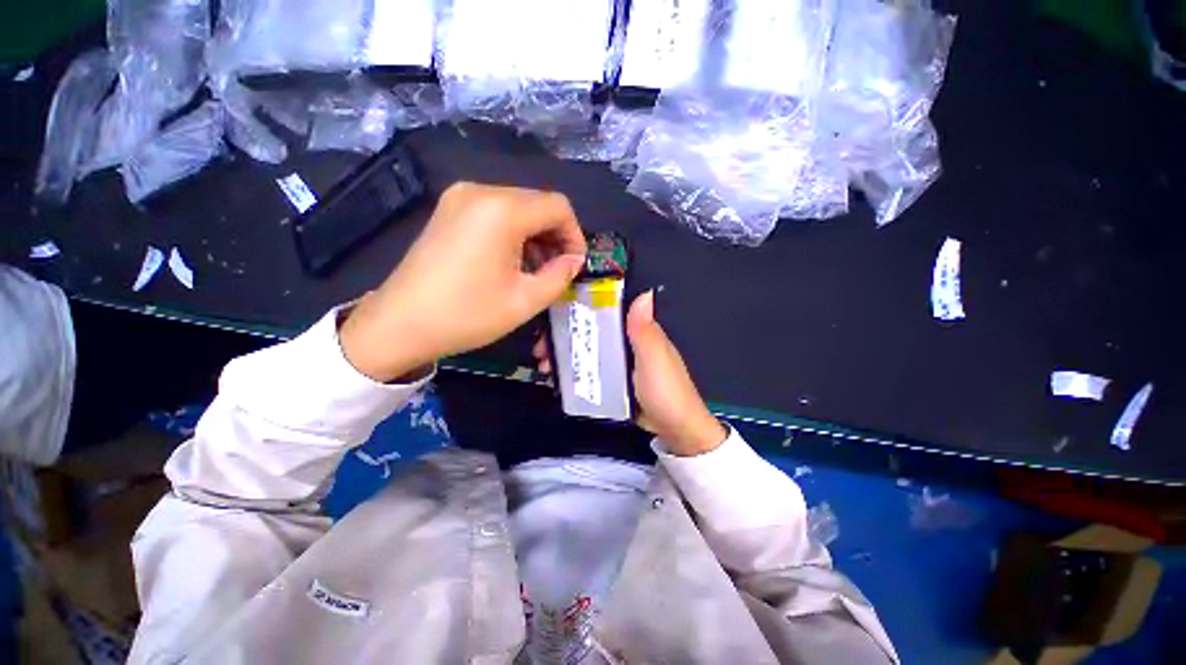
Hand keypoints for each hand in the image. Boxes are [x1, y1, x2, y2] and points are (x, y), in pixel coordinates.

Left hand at [342, 183, 586, 381]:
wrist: (400, 324)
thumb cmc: (467, 314)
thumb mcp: (525, 300)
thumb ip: (559, 275)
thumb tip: (573, 260)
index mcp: (502, 211)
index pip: (558, 207)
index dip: (575, 235)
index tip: (575, 265)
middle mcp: (480, 192)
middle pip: (537, 203)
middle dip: (555, 236)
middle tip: (557, 271)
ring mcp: (459, 198)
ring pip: (517, 207)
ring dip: (535, 236)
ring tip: (535, 271)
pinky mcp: (448, 210)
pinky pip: (495, 213)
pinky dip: (513, 233)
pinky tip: (511, 262)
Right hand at [533, 290, 725, 455]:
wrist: (675, 431)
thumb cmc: (666, 392)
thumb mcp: (654, 359)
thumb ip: (645, 331)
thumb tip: (644, 293)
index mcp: (639, 332)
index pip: (607, 311)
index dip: (581, 308)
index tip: (554, 314)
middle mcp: (627, 343)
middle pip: (591, 331)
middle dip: (564, 335)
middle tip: (541, 348)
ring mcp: (620, 364)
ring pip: (588, 351)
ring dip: (565, 355)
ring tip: (544, 365)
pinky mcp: (614, 382)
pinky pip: (591, 371)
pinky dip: (574, 372)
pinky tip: (556, 379)